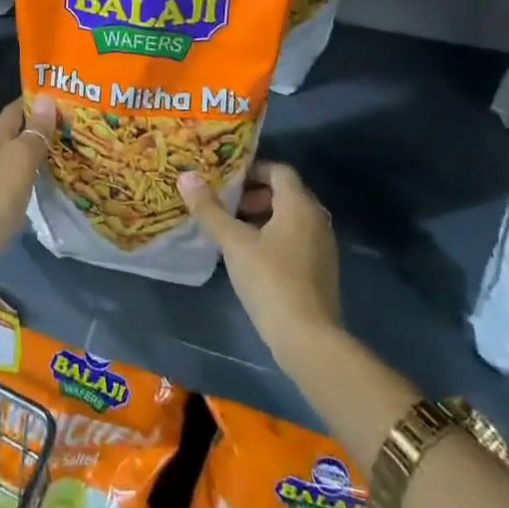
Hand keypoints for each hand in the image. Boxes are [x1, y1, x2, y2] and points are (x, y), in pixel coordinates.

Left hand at [0, 95, 57, 266]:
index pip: (14, 111)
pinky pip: (22, 179)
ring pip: (20, 157)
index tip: (57, 94)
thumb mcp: (21, 157)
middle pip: (17, 133)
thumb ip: (35, 131)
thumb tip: (47, 97)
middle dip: (40, 126)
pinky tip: (51, 179)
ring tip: (69, 149)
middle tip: (72, 123)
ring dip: (39, 151)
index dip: (32, 100)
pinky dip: (36, 175)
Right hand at [179, 160, 342, 369]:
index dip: (252, 169)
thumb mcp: (233, 242)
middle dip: (254, 194)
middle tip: (226, 205)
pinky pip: (296, 239)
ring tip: (233, 230)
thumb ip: (209, 209)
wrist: (308, 338)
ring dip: (263, 216)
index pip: (279, 170)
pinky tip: (251, 256)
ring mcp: (322, 246)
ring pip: (291, 218)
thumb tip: (186, 176)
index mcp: (299, 204)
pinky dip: (275, 237)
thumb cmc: (270, 279)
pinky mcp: (321, 270)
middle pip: (285, 193)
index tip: (226, 180)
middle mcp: (317, 218)